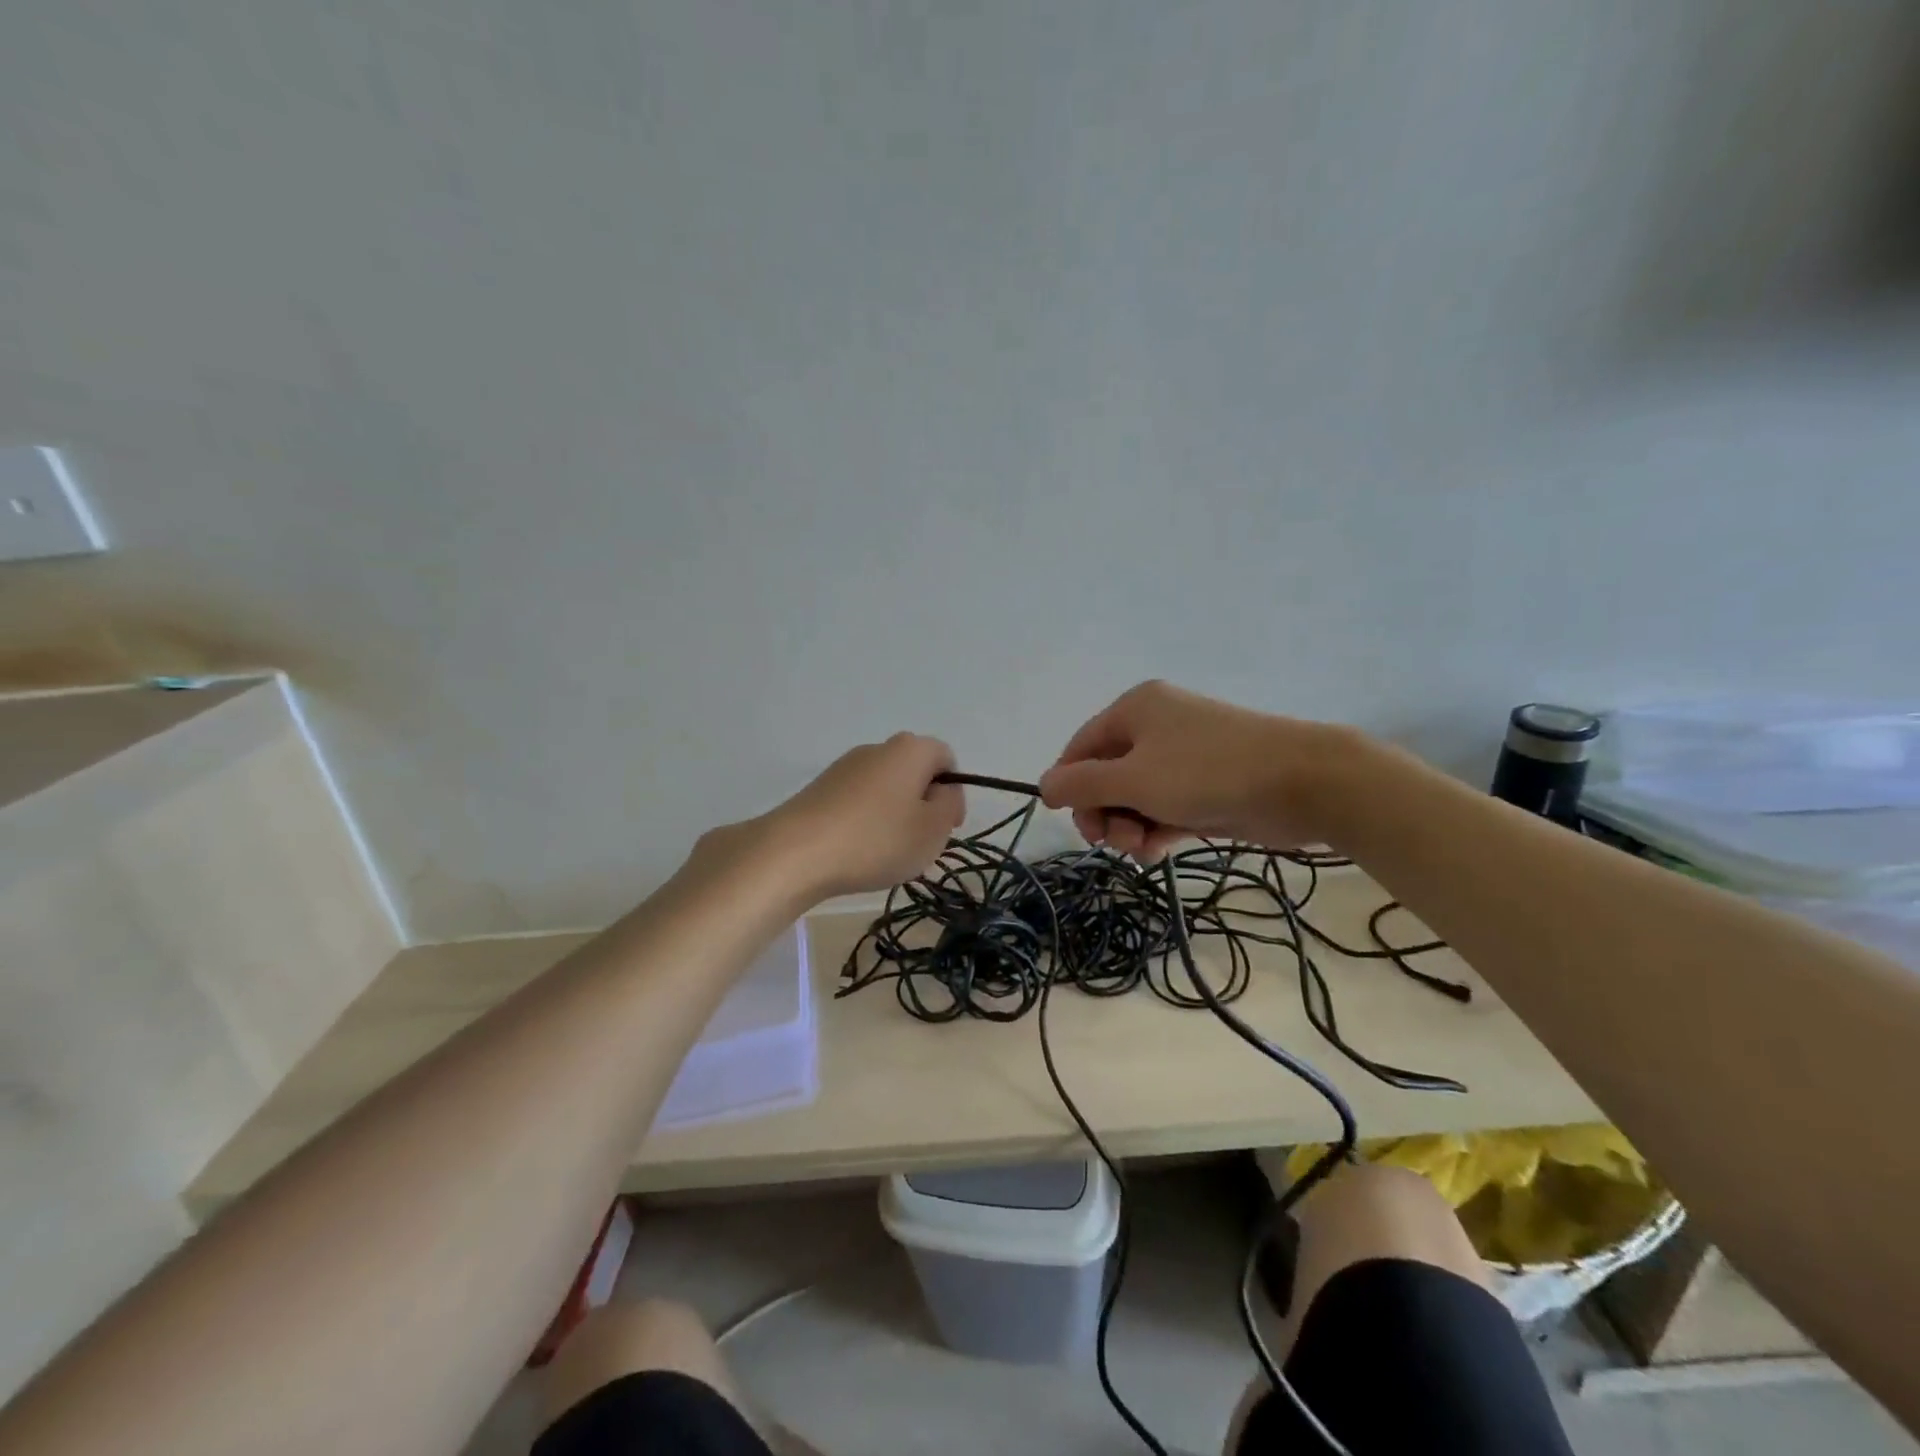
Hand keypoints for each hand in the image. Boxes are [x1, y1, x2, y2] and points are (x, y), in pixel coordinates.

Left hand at [755, 733, 964, 897]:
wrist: (796, 852)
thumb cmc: (877, 839)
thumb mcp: (933, 829)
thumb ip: (950, 805)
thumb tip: (943, 791)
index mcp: (910, 749)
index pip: (946, 758)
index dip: (953, 792)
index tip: (947, 827)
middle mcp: (877, 748)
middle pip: (914, 772)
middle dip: (923, 805)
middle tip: (919, 843)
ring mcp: (845, 766)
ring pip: (885, 788)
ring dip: (894, 816)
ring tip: (885, 853)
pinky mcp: (820, 788)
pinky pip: (858, 801)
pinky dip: (865, 822)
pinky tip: (857, 851)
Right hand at [1038, 681, 1351, 859]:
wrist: (1302, 782)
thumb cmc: (1206, 773)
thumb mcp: (1133, 780)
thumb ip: (1081, 785)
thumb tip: (1042, 786)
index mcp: (1134, 710)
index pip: (1080, 748)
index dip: (1069, 786)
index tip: (1072, 823)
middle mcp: (1155, 727)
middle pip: (1106, 774)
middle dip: (1104, 812)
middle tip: (1111, 841)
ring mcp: (1183, 757)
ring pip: (1135, 796)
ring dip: (1129, 826)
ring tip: (1142, 848)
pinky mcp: (1206, 786)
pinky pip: (1164, 807)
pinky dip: (1156, 828)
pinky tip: (1159, 850)